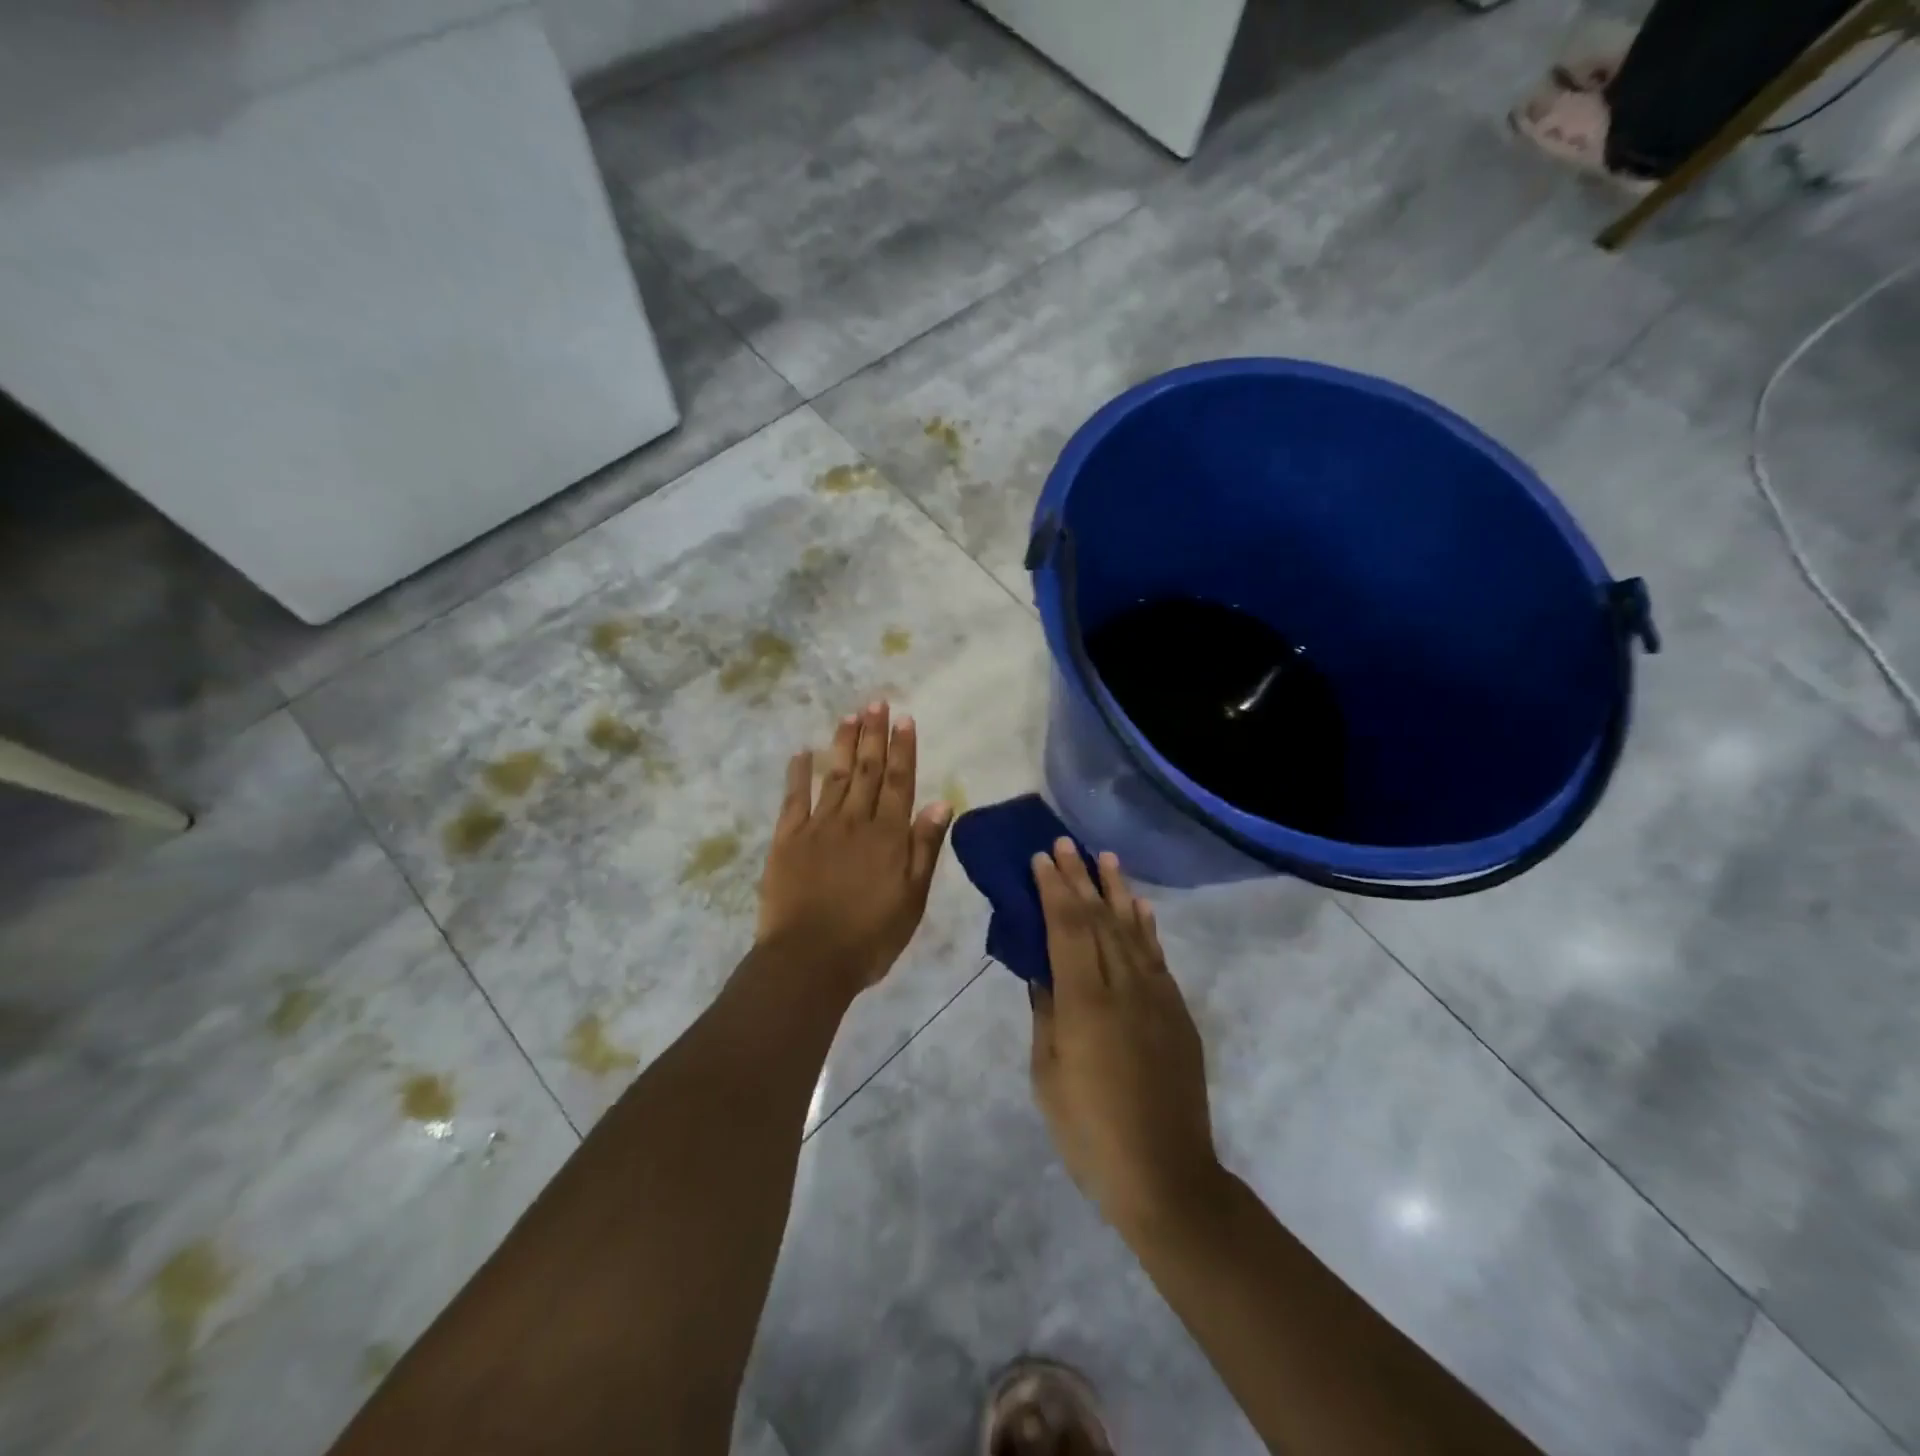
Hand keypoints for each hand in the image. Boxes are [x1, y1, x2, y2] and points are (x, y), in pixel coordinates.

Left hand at [756, 701, 952, 991]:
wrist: (809, 960)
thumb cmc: (870, 936)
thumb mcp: (912, 899)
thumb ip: (924, 849)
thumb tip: (940, 802)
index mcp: (888, 836)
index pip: (900, 782)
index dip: (903, 749)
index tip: (904, 719)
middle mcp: (855, 821)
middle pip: (867, 770)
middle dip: (873, 735)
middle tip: (876, 703)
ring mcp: (818, 827)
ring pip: (834, 776)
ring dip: (843, 744)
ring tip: (850, 716)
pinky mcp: (787, 840)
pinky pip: (794, 799)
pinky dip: (798, 774)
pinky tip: (802, 753)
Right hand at [1029, 841, 1221, 1236]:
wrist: (1166, 1175)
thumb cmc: (1090, 1132)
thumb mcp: (1049, 1075)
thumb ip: (1047, 1014)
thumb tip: (1043, 973)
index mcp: (1085, 1002)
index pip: (1067, 929)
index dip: (1054, 890)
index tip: (1042, 858)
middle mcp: (1124, 987)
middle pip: (1099, 919)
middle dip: (1080, 878)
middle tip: (1065, 843)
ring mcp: (1156, 997)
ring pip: (1132, 930)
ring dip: (1117, 891)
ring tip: (1105, 858)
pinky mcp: (1177, 1012)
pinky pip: (1157, 957)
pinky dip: (1146, 926)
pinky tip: (1140, 907)